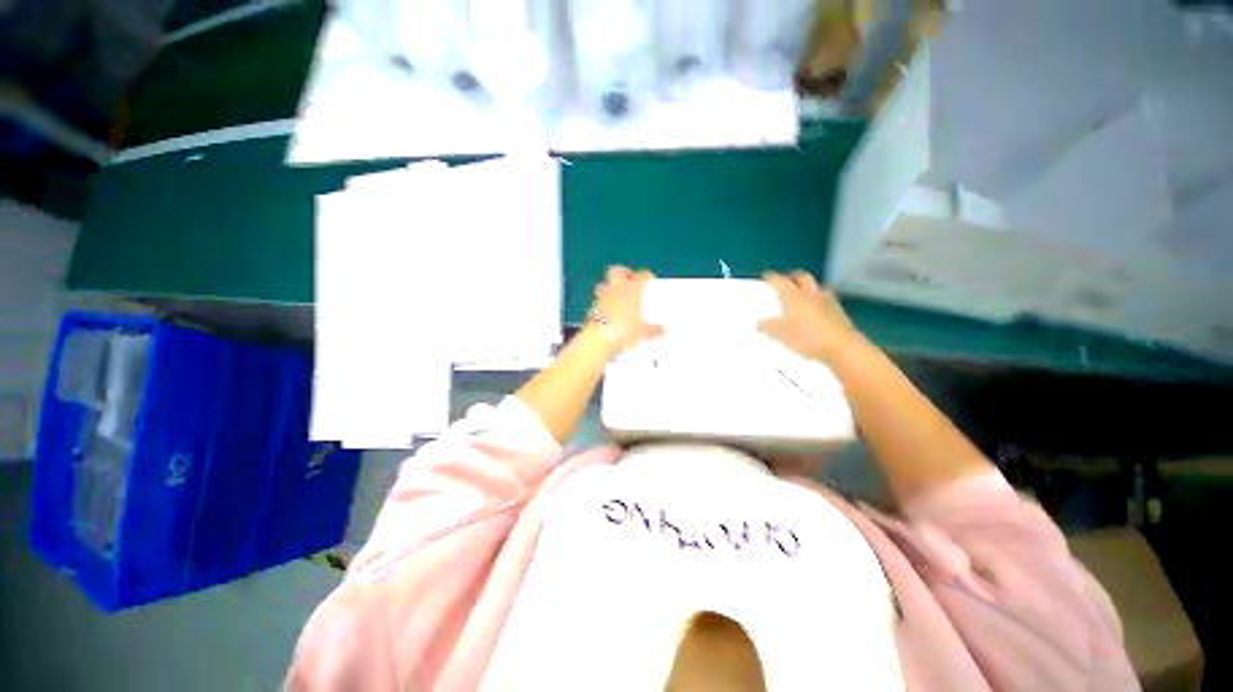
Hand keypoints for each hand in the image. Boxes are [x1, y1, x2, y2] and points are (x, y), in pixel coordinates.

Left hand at [588, 266, 664, 353]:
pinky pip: (598, 301)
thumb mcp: (644, 332)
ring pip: (604, 284)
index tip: (649, 279)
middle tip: (629, 280)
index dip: (646, 277)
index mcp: (633, 289)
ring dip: (609, 288)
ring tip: (616, 297)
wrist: (601, 338)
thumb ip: (653, 330)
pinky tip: (607, 313)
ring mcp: (602, 297)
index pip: (642, 275)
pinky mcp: (592, 308)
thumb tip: (661, 330)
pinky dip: (602, 305)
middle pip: (617, 271)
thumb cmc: (626, 329)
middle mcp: (617, 288)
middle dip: (622, 273)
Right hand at [757, 271, 863, 363]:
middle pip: (802, 277)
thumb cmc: (806, 337)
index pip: (780, 281)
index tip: (766, 276)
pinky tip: (816, 310)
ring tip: (803, 295)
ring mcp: (827, 301)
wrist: (841, 348)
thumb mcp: (780, 334)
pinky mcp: (839, 312)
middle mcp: (811, 294)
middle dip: (793, 277)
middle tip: (786, 281)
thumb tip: (758, 323)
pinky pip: (827, 300)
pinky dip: (819, 301)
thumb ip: (768, 327)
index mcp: (794, 296)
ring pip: (817, 287)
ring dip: (809, 288)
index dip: (772, 278)